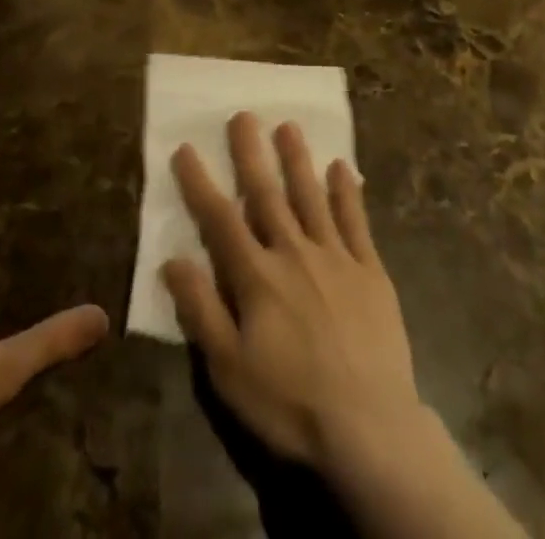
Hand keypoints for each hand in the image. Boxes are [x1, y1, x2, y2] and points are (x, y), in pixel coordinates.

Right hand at [162, 113, 425, 474]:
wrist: (371, 429)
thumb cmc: (290, 403)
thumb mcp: (229, 369)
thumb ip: (201, 309)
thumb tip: (172, 259)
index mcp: (257, 276)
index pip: (220, 218)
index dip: (200, 182)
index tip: (186, 148)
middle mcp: (294, 252)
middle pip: (267, 194)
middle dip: (251, 154)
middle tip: (243, 115)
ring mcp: (336, 258)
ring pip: (312, 197)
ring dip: (298, 160)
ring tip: (289, 126)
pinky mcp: (371, 271)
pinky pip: (357, 222)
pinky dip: (348, 193)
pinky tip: (343, 168)